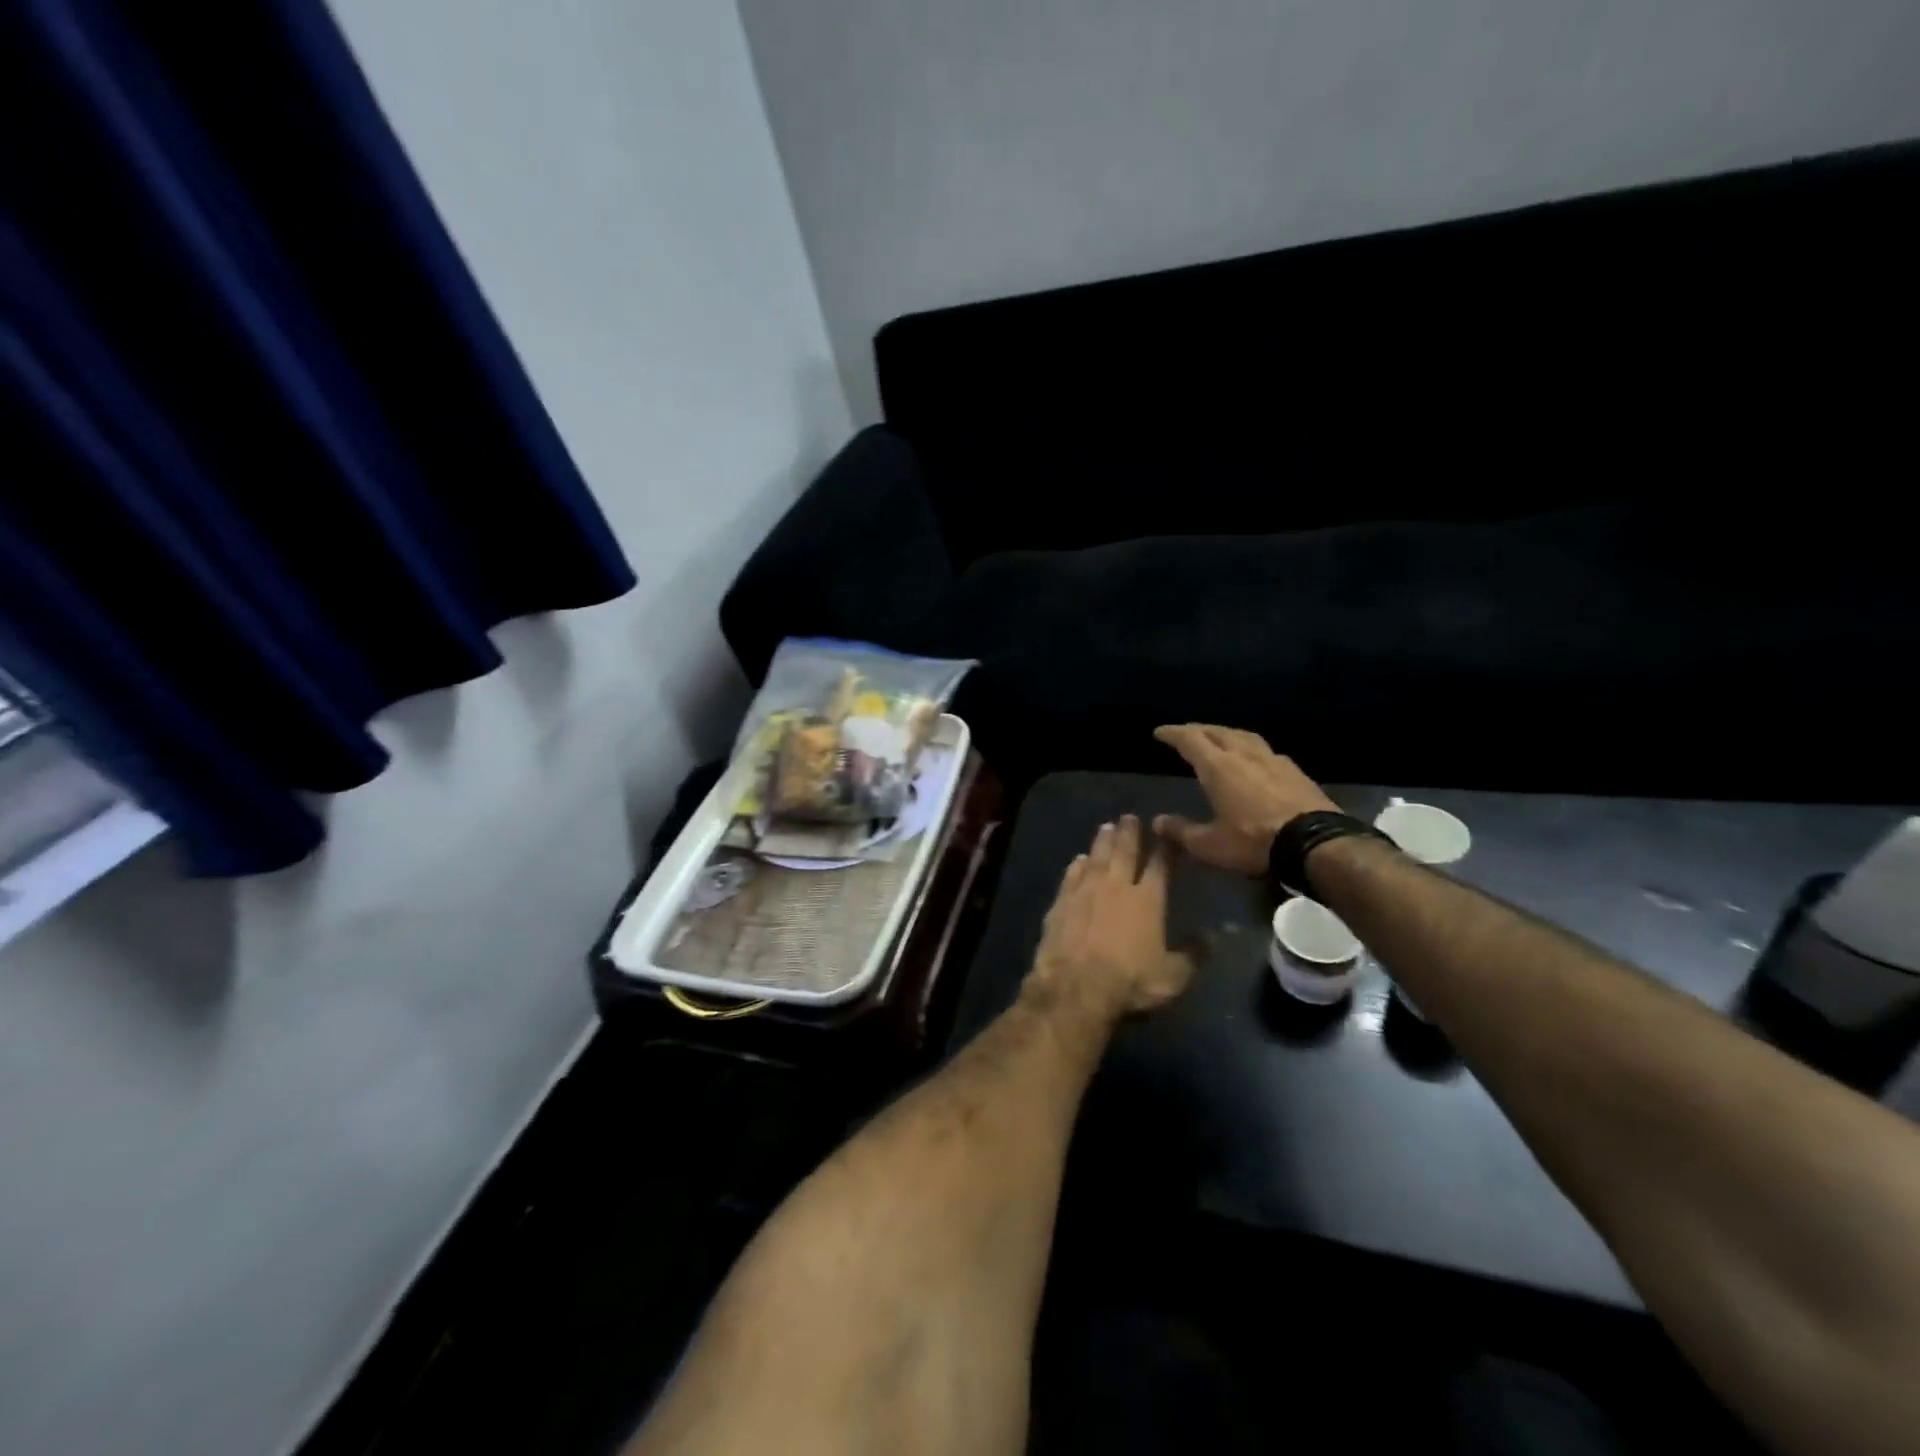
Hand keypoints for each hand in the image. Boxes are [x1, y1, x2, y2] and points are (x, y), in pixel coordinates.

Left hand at [1027, 816, 1195, 1020]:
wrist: (1074, 986)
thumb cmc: (1129, 982)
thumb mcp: (1172, 977)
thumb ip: (1194, 955)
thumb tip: (1214, 936)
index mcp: (1147, 900)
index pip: (1160, 866)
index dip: (1165, 849)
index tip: (1167, 832)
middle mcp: (1116, 887)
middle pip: (1124, 852)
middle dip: (1129, 833)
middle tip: (1129, 817)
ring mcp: (1085, 891)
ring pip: (1096, 858)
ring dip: (1102, 841)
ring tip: (1106, 827)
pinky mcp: (1061, 902)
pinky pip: (1071, 876)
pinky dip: (1076, 865)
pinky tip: (1078, 859)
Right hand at [1152, 724, 1339, 875]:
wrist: (1315, 844)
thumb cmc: (1254, 842)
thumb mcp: (1210, 845)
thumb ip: (1182, 831)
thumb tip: (1157, 822)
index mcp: (1218, 767)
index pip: (1190, 740)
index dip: (1173, 733)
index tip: (1160, 732)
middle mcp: (1243, 754)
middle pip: (1217, 731)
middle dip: (1198, 729)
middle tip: (1186, 732)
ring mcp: (1273, 760)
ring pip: (1243, 735)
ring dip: (1226, 733)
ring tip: (1218, 738)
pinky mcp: (1295, 771)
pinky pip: (1265, 750)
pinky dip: (1250, 748)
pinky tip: (1253, 758)